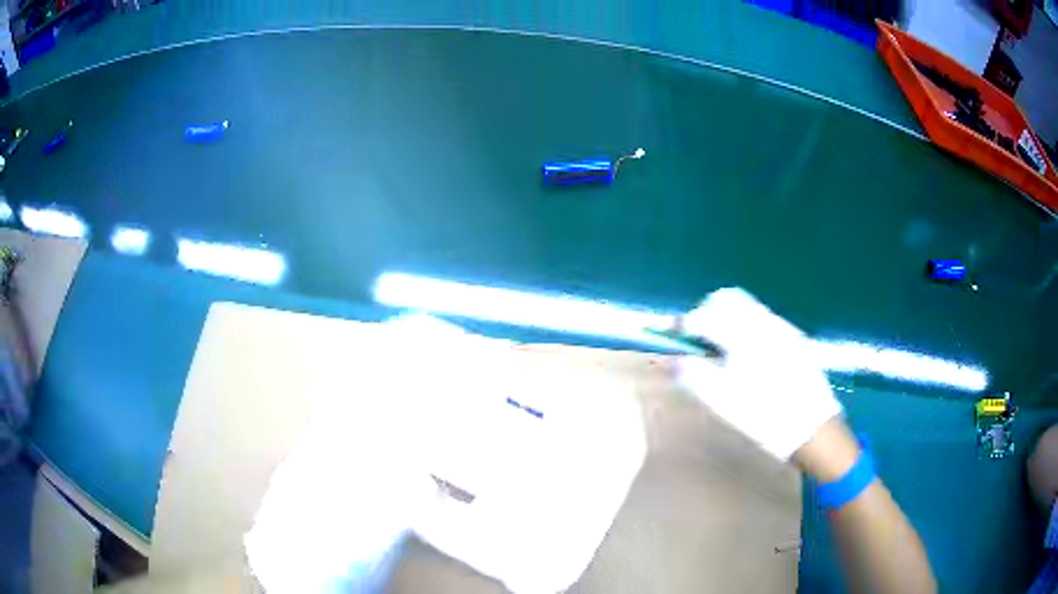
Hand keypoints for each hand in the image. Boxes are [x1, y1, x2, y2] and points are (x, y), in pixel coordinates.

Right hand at [675, 288, 841, 460]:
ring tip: (722, 350)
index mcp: (745, 335)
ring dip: (727, 318)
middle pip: (728, 298)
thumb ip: (694, 376)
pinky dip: (746, 327)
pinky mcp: (794, 338)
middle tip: (698, 341)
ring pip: (747, 307)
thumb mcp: (724, 402)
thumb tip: (670, 358)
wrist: (814, 430)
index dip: (684, 324)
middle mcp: (764, 322)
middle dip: (707, 313)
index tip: (674, 340)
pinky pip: (763, 320)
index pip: (705, 315)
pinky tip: (748, 357)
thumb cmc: (765, 418)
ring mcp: (783, 328)